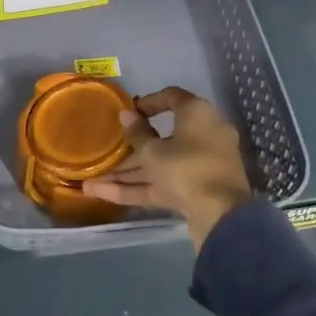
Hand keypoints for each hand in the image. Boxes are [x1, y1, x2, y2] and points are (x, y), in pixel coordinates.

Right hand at [81, 86, 254, 248]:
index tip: (128, 112)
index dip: (147, 103)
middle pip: (162, 137)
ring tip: (94, 180)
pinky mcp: (196, 191)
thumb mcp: (153, 151)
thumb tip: (126, 115)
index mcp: (197, 115)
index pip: (171, 98)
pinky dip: (138, 188)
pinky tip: (104, 194)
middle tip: (107, 149)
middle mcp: (203, 136)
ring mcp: (200, 166)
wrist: (221, 217)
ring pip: (160, 164)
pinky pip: (164, 184)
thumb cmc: (186, 169)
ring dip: (129, 172)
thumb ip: (136, 133)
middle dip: (131, 148)